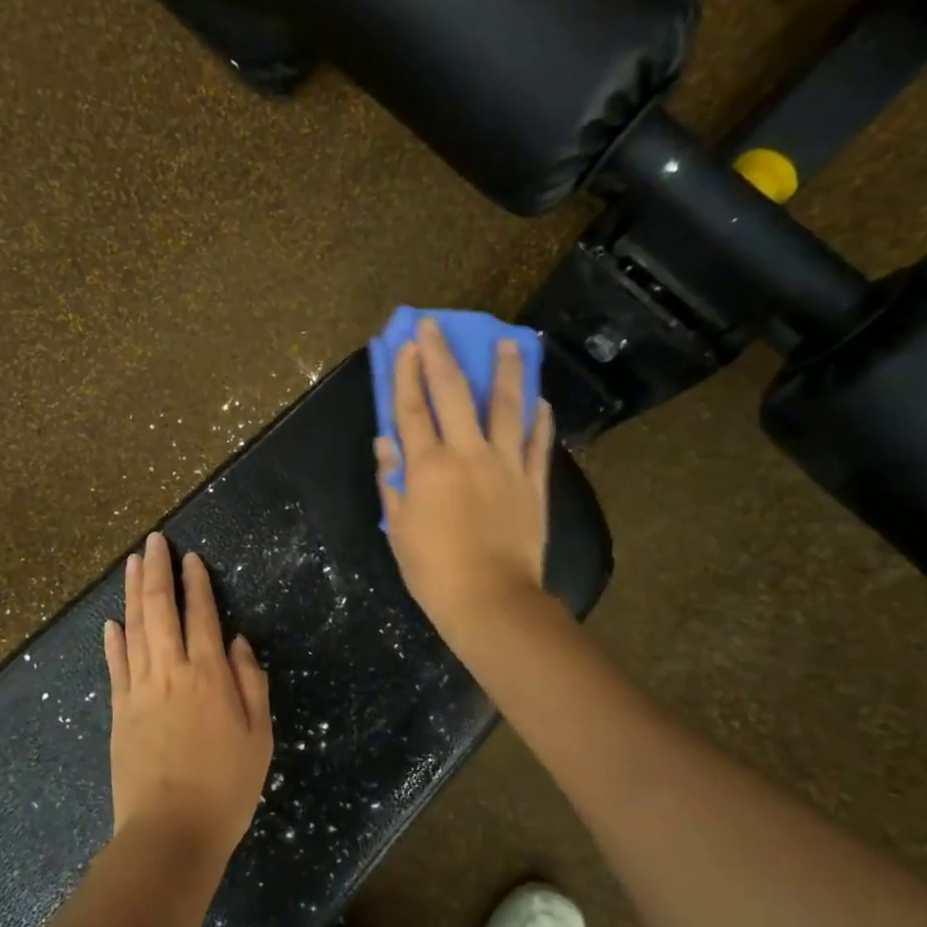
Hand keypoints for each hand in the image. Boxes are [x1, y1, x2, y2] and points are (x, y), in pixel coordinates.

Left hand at [104, 531, 273, 860]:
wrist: (171, 831)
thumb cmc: (226, 786)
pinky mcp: (118, 710)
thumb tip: (237, 642)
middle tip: (154, 541)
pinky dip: (113, 639)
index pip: (201, 615)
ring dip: (133, 592)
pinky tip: (112, 622)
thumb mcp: (259, 737)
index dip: (196, 583)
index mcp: (209, 676)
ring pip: (134, 628)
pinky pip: (115, 665)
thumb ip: (251, 683)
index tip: (190, 558)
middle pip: (161, 609)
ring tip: (133, 563)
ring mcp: (139, 689)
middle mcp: (171, 672)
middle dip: (157, 571)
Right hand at [376, 318, 553, 640]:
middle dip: (441, 356)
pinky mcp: (534, 483)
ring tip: (509, 342)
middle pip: (453, 394)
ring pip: (507, 407)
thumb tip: (386, 443)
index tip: (404, 344)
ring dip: (505, 372)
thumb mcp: (398, 528)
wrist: (490, 599)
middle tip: (435, 326)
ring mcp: (506, 465)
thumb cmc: (432, 570)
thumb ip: (391, 481)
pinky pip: (538, 443)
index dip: (406, 374)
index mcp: (428, 467)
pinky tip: (540, 399)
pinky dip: (540, 419)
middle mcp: (468, 454)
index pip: (412, 410)